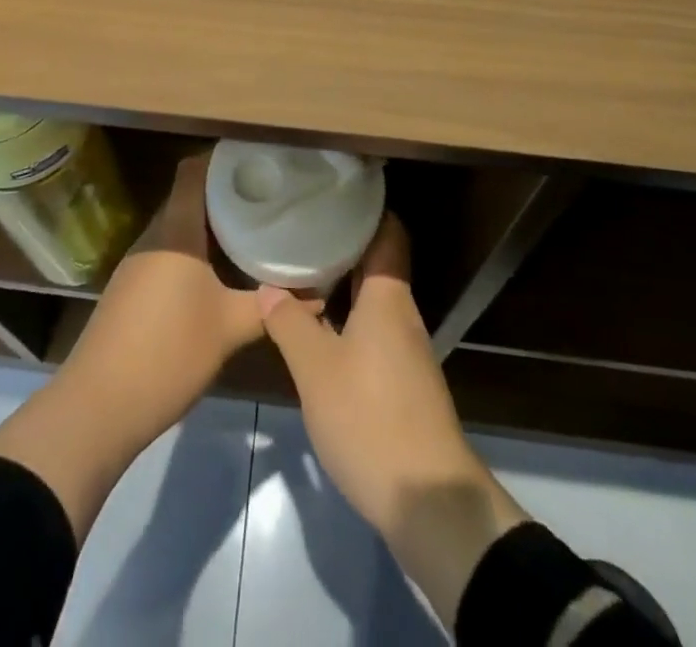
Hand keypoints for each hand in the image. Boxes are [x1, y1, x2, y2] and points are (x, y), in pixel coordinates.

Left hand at [56, 151, 267, 439]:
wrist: (98, 407)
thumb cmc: (168, 352)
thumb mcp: (229, 328)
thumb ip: (271, 306)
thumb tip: (318, 293)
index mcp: (175, 230)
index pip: (194, 171)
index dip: (223, 160)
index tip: (257, 162)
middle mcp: (153, 236)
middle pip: (189, 198)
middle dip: (226, 195)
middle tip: (267, 200)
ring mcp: (137, 263)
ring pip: (179, 228)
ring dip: (210, 227)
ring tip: (251, 232)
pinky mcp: (130, 289)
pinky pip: (168, 253)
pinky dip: (194, 253)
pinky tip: (218, 273)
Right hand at [259, 213, 527, 625]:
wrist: (427, 500)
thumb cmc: (369, 418)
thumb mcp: (316, 369)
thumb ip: (290, 323)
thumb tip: (269, 287)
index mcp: (388, 297)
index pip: (388, 232)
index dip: (366, 208)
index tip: (332, 193)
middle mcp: (402, 314)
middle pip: (377, 262)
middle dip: (343, 243)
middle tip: (302, 228)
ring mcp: (406, 349)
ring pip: (373, 298)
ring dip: (342, 283)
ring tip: (301, 269)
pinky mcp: (402, 380)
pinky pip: (373, 328)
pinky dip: (347, 316)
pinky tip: (318, 326)